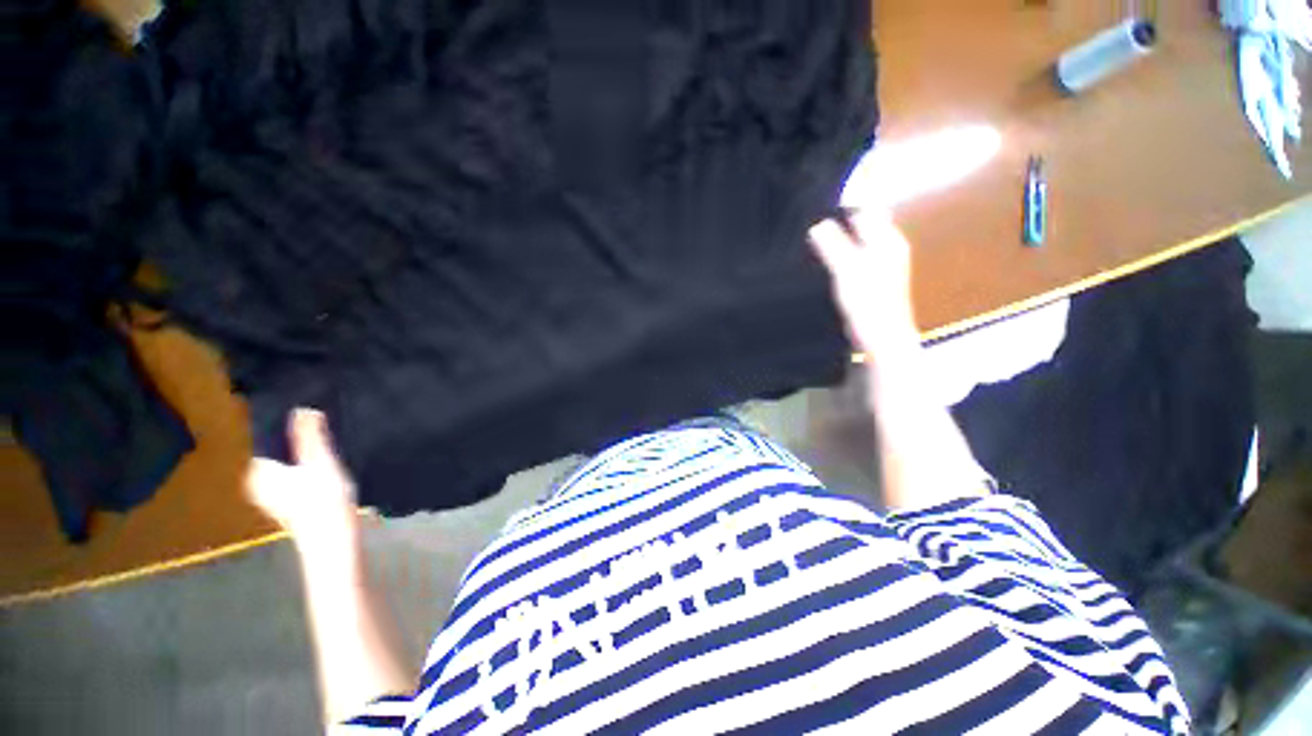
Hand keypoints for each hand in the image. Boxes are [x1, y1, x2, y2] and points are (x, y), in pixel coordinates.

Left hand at [246, 409, 360, 554]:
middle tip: (325, 424)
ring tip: (329, 441)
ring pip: (288, 462)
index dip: (287, 423)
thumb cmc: (324, 502)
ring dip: (304, 452)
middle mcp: (259, 482)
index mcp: (259, 471)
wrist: (333, 542)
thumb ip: (310, 437)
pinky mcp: (289, 503)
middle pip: (278, 450)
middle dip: (297, 437)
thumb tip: (301, 408)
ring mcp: (273, 495)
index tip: (310, 411)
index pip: (268, 437)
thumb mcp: (321, 464)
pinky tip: (327, 465)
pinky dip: (307, 466)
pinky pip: (294, 474)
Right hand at [808, 210, 916, 350]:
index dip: (841, 211)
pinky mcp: (874, 280)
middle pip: (862, 227)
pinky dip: (842, 259)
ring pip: (858, 244)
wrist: (882, 336)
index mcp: (887, 240)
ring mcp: (883, 265)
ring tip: (816, 250)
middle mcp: (889, 248)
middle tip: (813, 234)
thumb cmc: (868, 302)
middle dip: (839, 227)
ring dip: (839, 245)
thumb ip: (833, 245)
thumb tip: (818, 225)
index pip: (865, 211)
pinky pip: (856, 260)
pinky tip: (828, 269)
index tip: (817, 216)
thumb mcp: (846, 270)